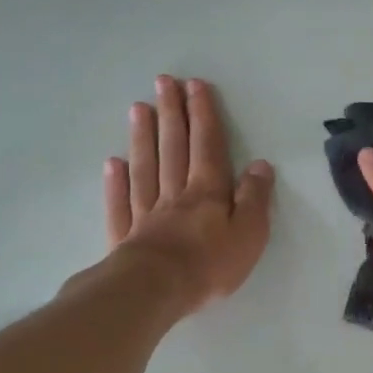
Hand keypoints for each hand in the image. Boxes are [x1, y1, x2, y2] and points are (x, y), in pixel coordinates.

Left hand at [80, 76, 273, 315]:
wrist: (155, 290)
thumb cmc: (210, 264)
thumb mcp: (250, 233)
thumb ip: (254, 198)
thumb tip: (260, 165)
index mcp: (208, 192)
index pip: (208, 146)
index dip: (203, 116)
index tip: (195, 86)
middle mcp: (175, 194)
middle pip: (173, 148)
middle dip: (172, 114)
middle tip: (163, 82)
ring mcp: (146, 213)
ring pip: (145, 167)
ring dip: (143, 137)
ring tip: (139, 108)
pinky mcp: (126, 236)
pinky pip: (121, 203)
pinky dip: (116, 182)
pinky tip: (112, 163)